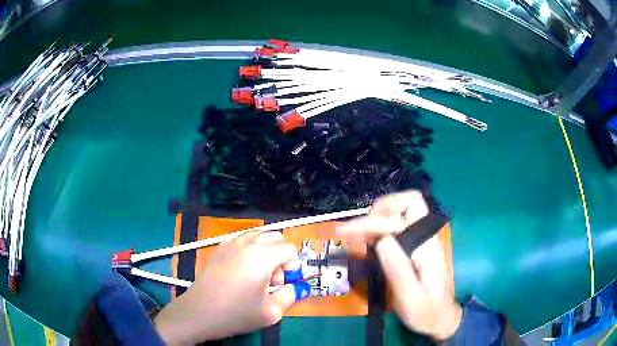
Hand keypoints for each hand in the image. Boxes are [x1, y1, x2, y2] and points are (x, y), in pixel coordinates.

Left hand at [154, 231, 299, 344]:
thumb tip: (294, 287)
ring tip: (257, 275)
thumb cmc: (236, 313)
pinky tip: (242, 271)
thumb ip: (291, 296)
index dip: (293, 267)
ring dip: (266, 251)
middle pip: (275, 238)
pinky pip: (241, 240)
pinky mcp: (219, 249)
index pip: (290, 249)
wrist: (200, 312)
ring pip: (258, 236)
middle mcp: (247, 243)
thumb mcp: (271, 312)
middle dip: (280, 256)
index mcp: (262, 256)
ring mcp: (230, 243)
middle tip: (272, 280)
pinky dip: (249, 250)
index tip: (284, 285)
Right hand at [337, 191, 461, 339]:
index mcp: (426, 247)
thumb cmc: (426, 311)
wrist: (440, 318)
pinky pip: (396, 228)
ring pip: (400, 214)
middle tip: (353, 229)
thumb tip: (381, 240)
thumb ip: (398, 269)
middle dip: (378, 211)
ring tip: (351, 233)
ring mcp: (420, 241)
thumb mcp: (410, 297)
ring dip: (375, 218)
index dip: (372, 223)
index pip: (400, 219)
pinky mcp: (414, 248)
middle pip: (406, 204)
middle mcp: (425, 238)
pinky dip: (378, 229)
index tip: (347, 233)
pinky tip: (363, 240)